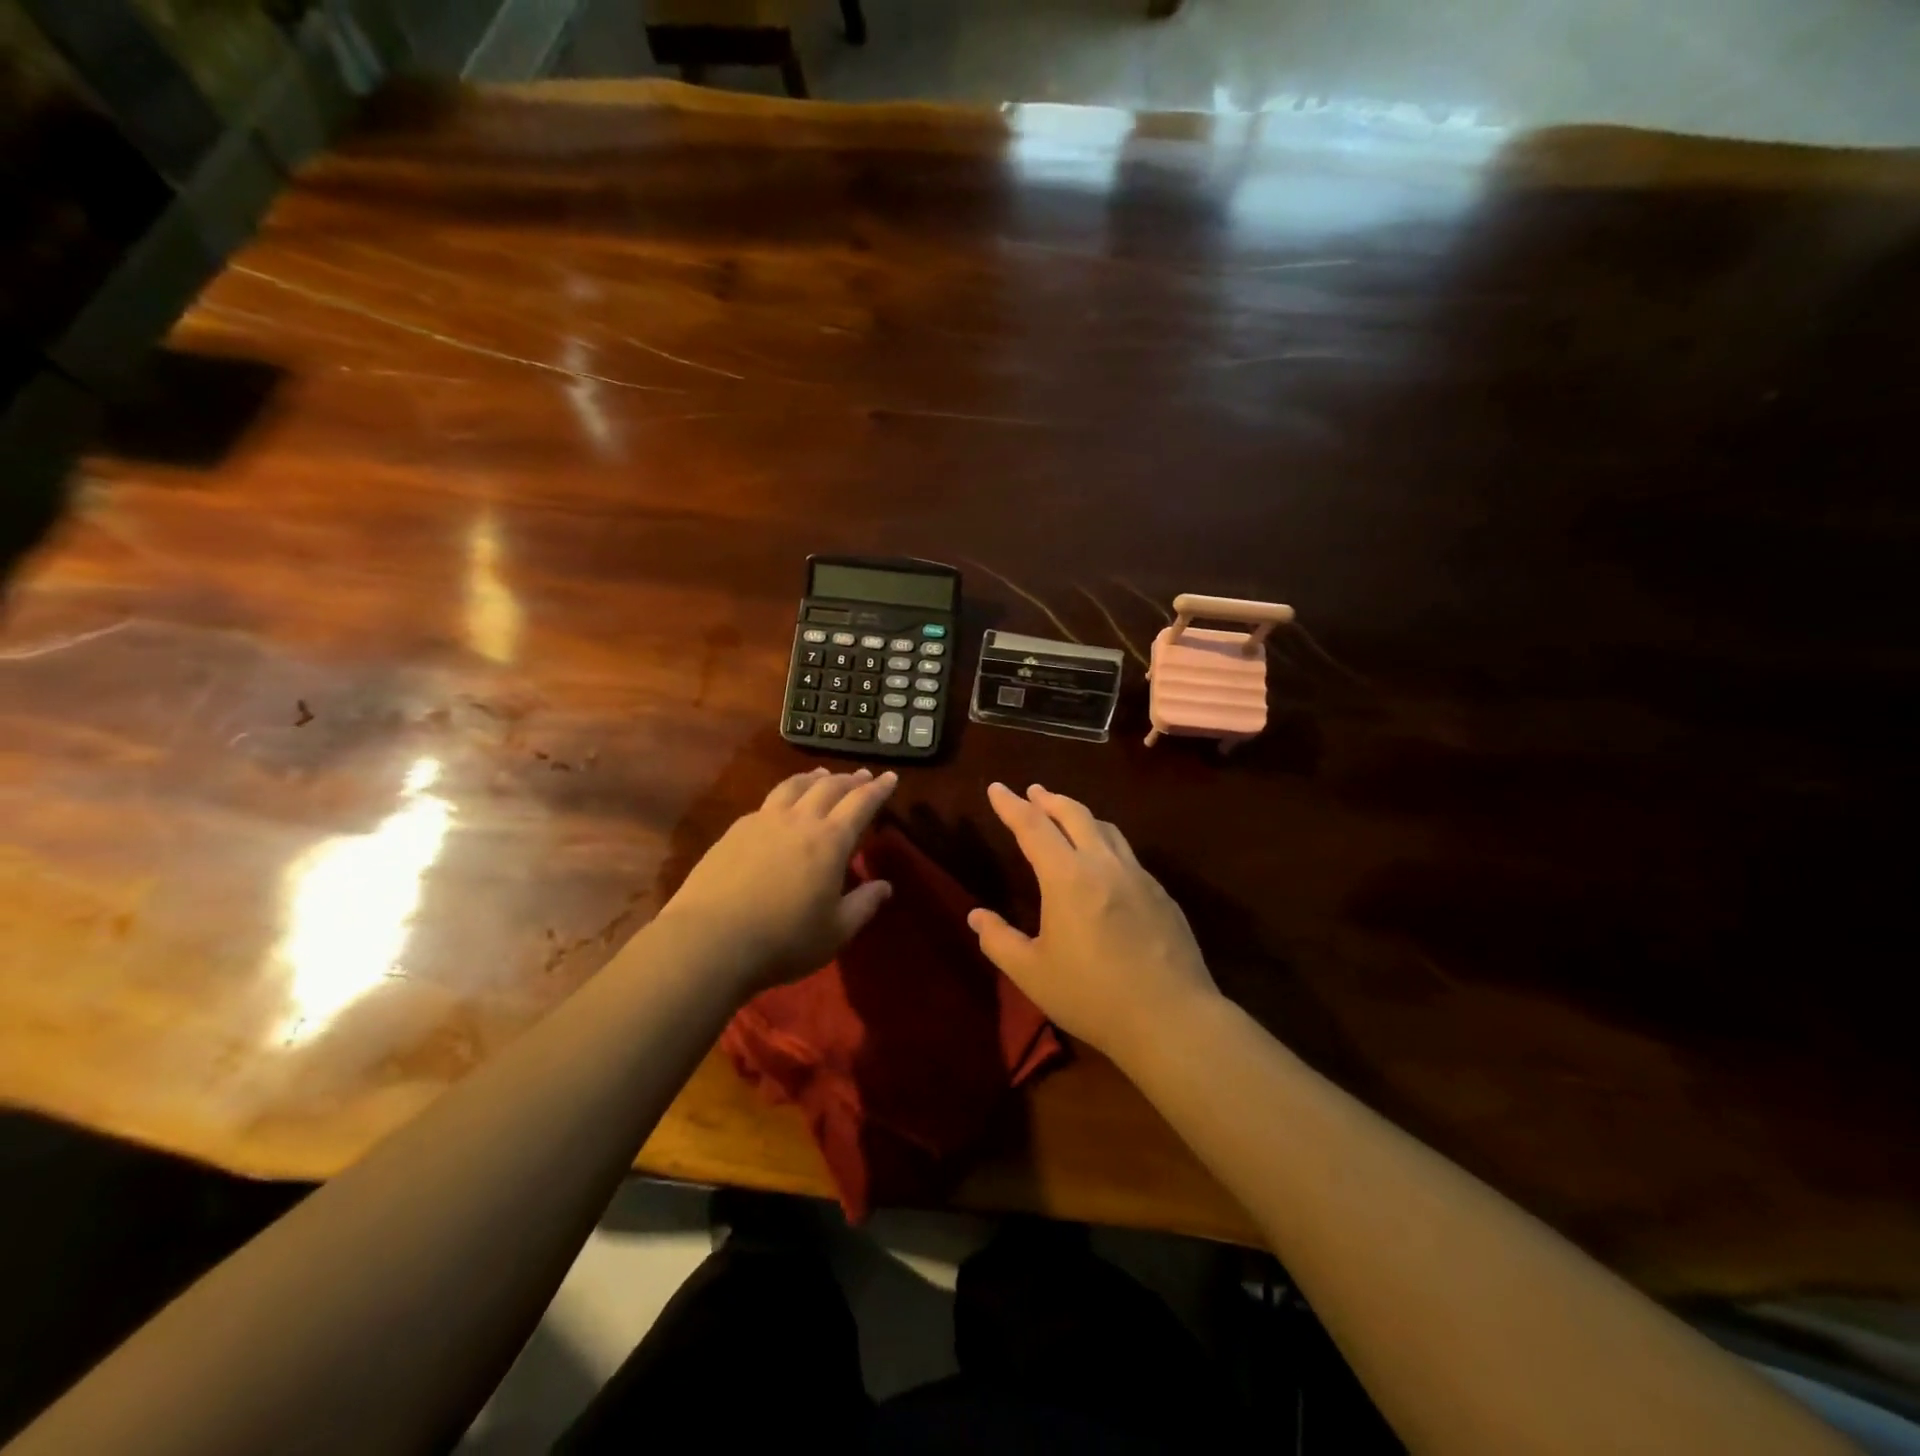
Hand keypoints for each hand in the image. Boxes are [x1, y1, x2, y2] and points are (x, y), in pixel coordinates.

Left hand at [656, 767, 898, 993]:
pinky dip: (785, 795)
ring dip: (814, 778)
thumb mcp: (835, 931)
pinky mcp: (734, 831)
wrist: (709, 941)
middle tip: (862, 775)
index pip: (861, 803)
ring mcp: (762, 822)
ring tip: (823, 775)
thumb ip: (863, 905)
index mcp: (830, 841)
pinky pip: (768, 802)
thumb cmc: (783, 940)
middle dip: (850, 779)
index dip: (878, 789)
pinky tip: (781, 806)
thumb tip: (885, 886)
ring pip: (794, 786)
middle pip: (829, 787)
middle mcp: (799, 821)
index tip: (890, 777)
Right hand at [969, 782, 1220, 1063]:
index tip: (996, 788)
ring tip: (1066, 817)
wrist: (1171, 1018)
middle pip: (1074, 814)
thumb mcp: (1032, 974)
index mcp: (1067, 878)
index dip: (1010, 805)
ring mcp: (1138, 876)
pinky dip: (1106, 843)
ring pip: (1106, 829)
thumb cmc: (1092, 996)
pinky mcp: (1161, 894)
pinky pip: (1127, 854)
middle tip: (1033, 792)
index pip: (1032, 826)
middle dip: (1049, 799)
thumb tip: (976, 916)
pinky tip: (1104, 863)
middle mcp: (1104, 864)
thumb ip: (999, 940)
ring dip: (1080, 815)